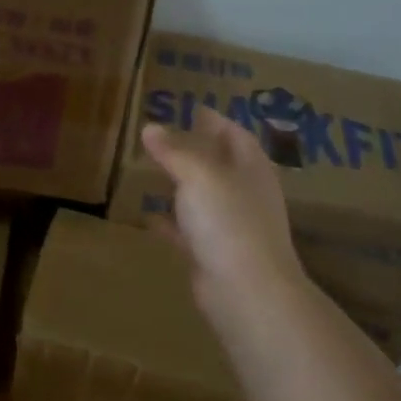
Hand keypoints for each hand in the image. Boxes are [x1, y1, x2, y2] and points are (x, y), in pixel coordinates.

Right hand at [141, 106, 304, 300]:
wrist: (246, 292)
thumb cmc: (229, 222)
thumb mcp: (198, 176)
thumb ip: (173, 151)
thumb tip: (150, 128)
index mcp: (251, 170)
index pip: (236, 135)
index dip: (216, 121)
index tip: (193, 108)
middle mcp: (245, 195)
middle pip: (222, 165)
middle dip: (198, 150)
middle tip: (166, 136)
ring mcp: (231, 228)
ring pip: (205, 198)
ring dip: (183, 185)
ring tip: (153, 170)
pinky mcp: (214, 255)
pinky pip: (188, 231)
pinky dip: (171, 222)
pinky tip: (148, 216)